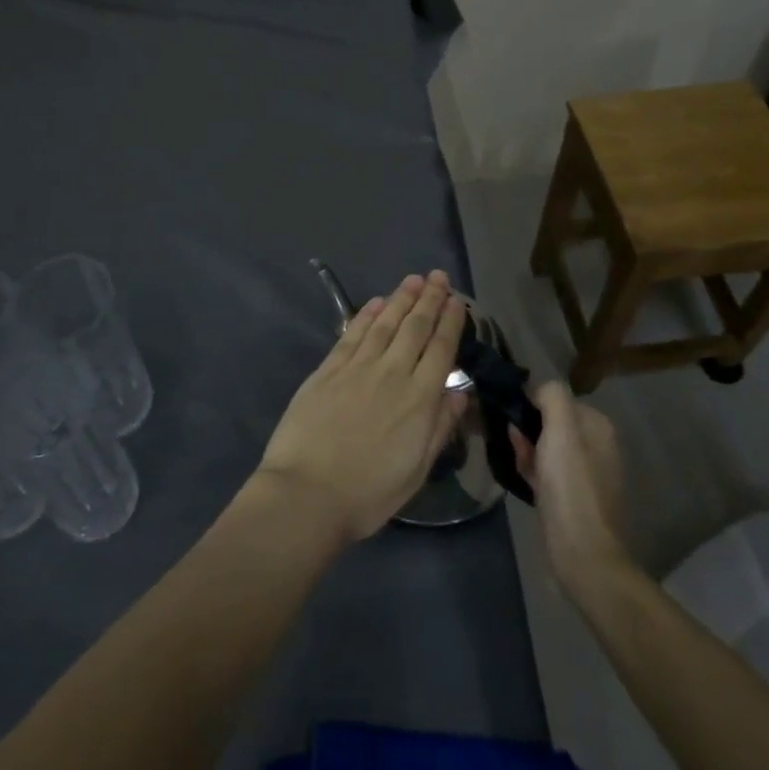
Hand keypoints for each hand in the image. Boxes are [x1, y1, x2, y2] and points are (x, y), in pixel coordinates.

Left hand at [256, 271, 467, 541]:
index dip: (450, 322)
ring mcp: (357, 367)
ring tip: (412, 279)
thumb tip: (460, 392)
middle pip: (415, 327)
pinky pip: (351, 334)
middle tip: (438, 276)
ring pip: (384, 323)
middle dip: (429, 299)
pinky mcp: (328, 369)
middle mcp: (392, 373)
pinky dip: (366, 314)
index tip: (458, 301)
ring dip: (401, 298)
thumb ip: (439, 427)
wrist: (307, 493)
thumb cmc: (368, 493)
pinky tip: (376, 302)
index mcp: (419, 399)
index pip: (441, 349)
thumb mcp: (416, 470)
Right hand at [510, 380, 630, 593]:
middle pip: (549, 423)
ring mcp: (586, 474)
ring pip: (545, 448)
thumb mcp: (561, 429)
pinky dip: (532, 471)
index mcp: (598, 426)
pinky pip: (547, 473)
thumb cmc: (570, 486)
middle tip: (511, 443)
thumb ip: (551, 396)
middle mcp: (596, 446)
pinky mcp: (573, 499)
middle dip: (526, 429)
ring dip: (526, 450)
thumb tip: (535, 389)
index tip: (511, 418)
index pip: (555, 398)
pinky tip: (521, 479)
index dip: (530, 404)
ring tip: (514, 462)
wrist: (582, 553)